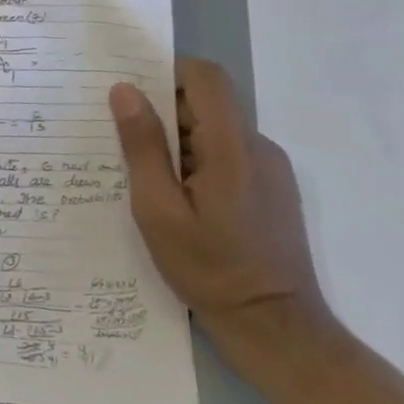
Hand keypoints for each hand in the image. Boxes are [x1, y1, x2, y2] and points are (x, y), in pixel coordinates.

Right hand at [111, 59, 337, 367]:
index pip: (206, 77)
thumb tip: (124, 90)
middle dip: (163, 113)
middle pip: (207, 103)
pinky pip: (228, 154)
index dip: (166, 71)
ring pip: (215, 130)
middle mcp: (258, 148)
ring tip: (148, 179)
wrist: (279, 333)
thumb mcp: (158, 210)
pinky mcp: (272, 190)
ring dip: (179, 141)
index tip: (131, 93)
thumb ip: (142, 146)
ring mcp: (270, 170)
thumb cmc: (211, 271)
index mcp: (232, 147)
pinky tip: (179, 200)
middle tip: (124, 142)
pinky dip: (197, 161)